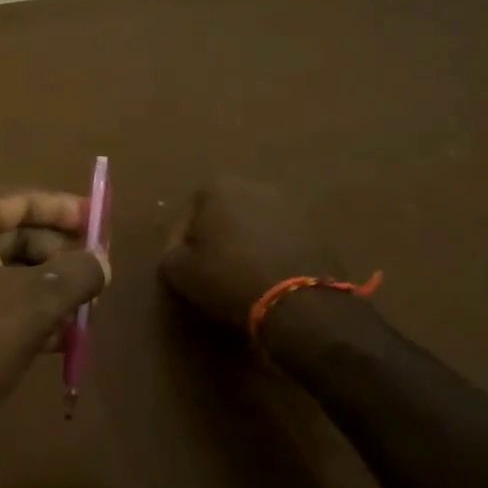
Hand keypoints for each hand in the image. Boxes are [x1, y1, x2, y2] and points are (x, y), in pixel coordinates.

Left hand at [0, 188, 107, 480]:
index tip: (99, 221)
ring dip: (41, 287)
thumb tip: (101, 261)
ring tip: (81, 310)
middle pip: (8, 231)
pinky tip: (53, 337)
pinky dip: (15, 308)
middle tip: (95, 274)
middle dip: (55, 254)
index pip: (18, 197)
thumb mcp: (35, 305)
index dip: (63, 209)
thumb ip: (77, 273)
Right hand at [159, 177, 346, 333]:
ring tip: (245, 275)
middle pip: (227, 212)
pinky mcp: (317, 229)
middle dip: (221, 235)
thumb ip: (171, 254)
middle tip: (215, 267)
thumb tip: (178, 252)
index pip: (192, 210)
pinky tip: (270, 278)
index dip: (185, 240)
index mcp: (219, 187)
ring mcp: (291, 205)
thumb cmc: (228, 278)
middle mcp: (256, 186)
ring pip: (258, 224)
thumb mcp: (179, 272)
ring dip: (250, 242)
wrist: (297, 300)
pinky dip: (275, 252)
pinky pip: (284, 239)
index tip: (187, 265)